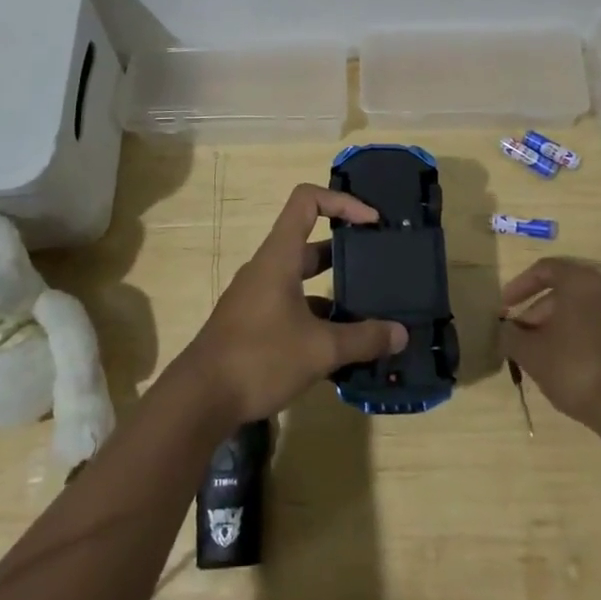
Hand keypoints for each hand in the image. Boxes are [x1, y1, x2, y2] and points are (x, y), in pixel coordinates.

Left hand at [178, 184, 408, 425]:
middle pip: (310, 242)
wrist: (199, 398)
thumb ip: (363, 339)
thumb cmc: (259, 357)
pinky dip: (317, 317)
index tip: (372, 222)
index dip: (342, 201)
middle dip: (346, 251)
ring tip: (369, 311)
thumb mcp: (319, 349)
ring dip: (333, 290)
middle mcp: (267, 267)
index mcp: (279, 256)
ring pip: (302, 279)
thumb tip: (401, 334)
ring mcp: (257, 296)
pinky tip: (340, 347)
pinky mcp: (253, 322)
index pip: (307, 201)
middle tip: (379, 267)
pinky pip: (292, 306)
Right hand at [500, 258, 600, 430]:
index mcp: (582, 282)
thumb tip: (506, 330)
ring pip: (583, 311)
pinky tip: (566, 364)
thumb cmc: (575, 368)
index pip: (545, 270)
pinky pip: (600, 327)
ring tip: (539, 354)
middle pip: (564, 291)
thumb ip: (511, 335)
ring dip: (557, 327)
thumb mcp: (530, 352)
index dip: (520, 286)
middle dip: (537, 312)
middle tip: (520, 337)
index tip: (505, 307)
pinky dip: (579, 337)